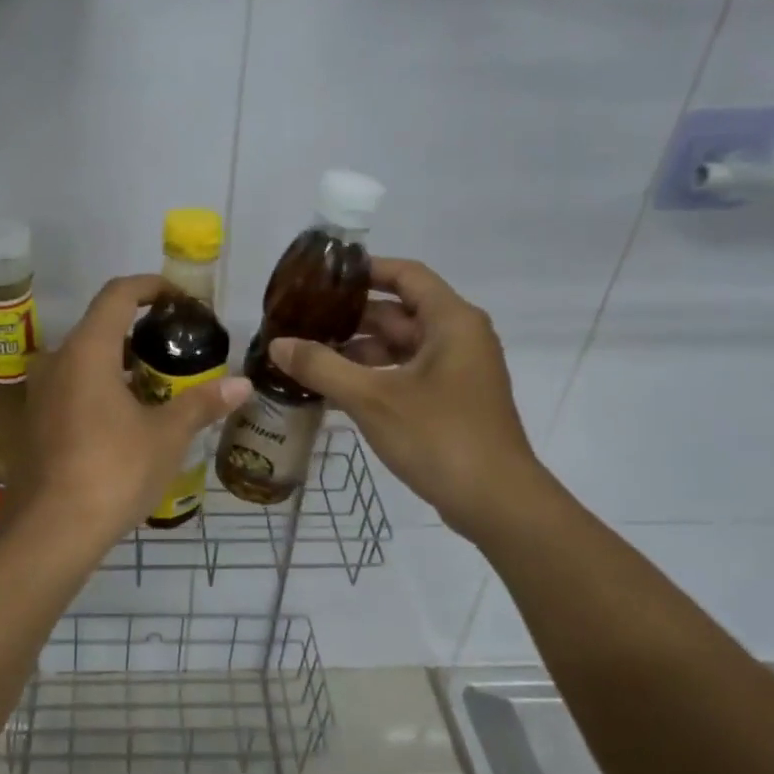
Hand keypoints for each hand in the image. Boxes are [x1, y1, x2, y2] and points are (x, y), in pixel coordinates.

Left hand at [13, 275, 250, 550]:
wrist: (49, 532)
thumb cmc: (111, 472)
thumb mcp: (165, 436)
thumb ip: (202, 404)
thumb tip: (243, 385)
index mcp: (87, 351)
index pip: (118, 294)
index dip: (151, 286)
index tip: (180, 299)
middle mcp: (57, 363)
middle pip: (100, 327)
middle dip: (141, 331)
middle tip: (179, 349)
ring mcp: (41, 395)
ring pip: (85, 361)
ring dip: (122, 364)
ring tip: (161, 386)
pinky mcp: (35, 424)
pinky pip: (73, 389)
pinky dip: (103, 389)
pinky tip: (129, 421)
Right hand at [266, 258, 547, 538]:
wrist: (496, 503)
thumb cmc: (439, 437)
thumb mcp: (371, 398)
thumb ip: (321, 367)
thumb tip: (277, 344)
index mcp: (451, 321)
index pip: (406, 275)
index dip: (365, 270)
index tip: (322, 277)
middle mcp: (459, 337)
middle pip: (399, 313)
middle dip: (350, 317)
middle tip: (302, 321)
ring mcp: (458, 371)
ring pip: (401, 348)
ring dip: (358, 352)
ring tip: (309, 358)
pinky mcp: (452, 401)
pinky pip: (407, 375)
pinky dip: (374, 377)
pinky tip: (334, 392)